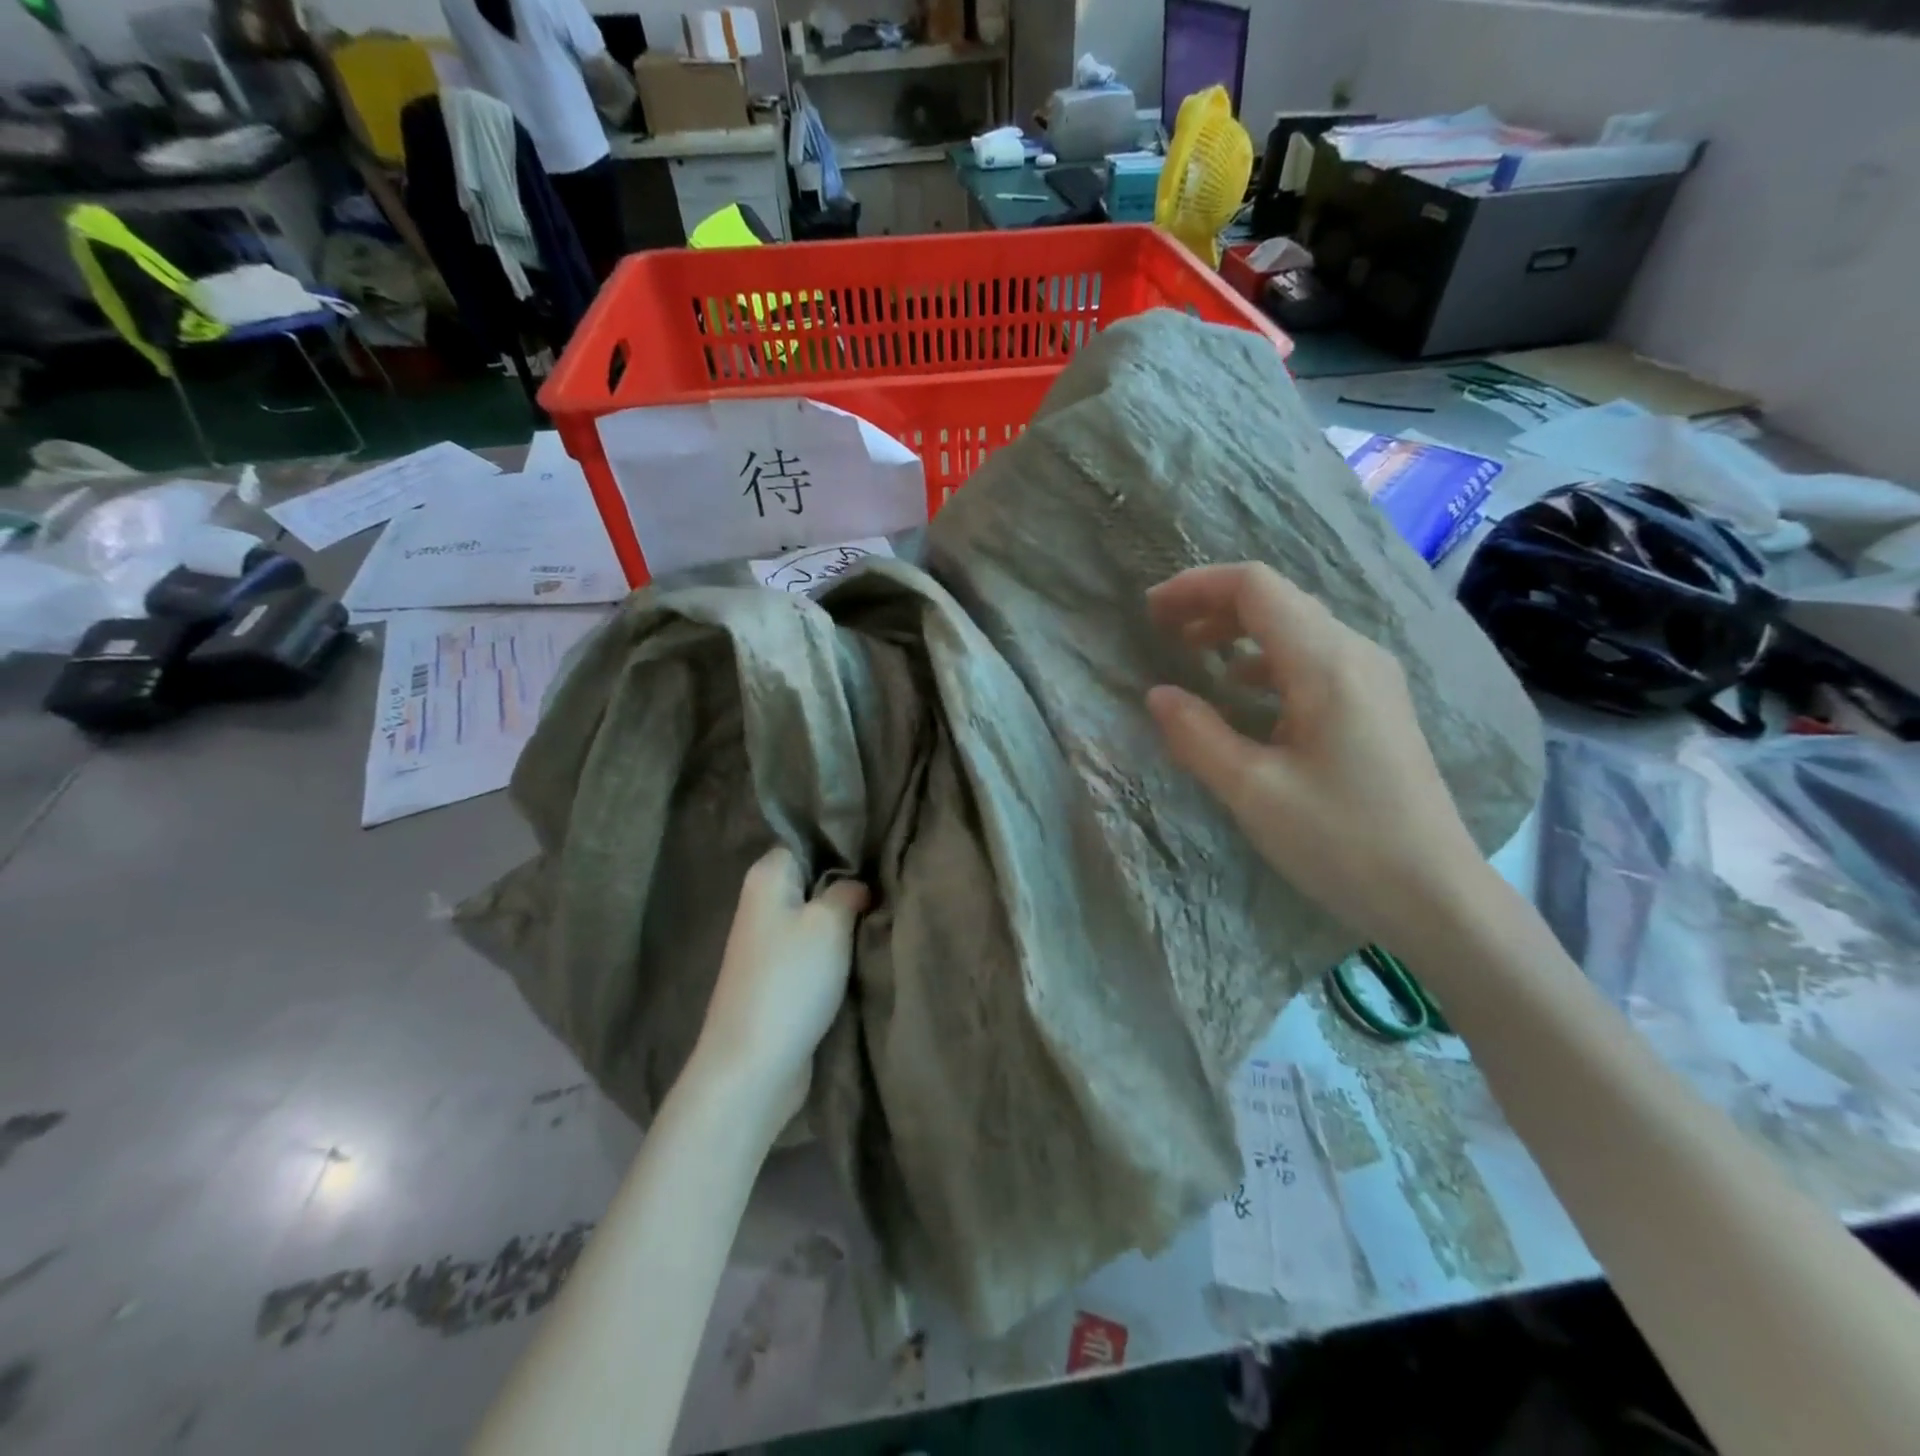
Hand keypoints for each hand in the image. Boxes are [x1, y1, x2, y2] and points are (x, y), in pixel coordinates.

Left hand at [691, 848, 869, 1130]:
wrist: (753, 1064)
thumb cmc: (791, 980)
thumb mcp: (830, 923)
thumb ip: (849, 890)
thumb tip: (859, 884)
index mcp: (767, 876)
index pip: (807, 840)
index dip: (843, 844)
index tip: (881, 852)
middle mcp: (763, 901)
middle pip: (814, 877)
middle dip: (850, 883)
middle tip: (891, 883)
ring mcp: (769, 940)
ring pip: (817, 913)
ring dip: (846, 919)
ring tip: (885, 913)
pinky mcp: (778, 974)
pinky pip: (813, 946)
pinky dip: (836, 948)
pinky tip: (865, 947)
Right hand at [1145, 563, 1487, 954]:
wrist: (1435, 896)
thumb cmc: (1341, 841)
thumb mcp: (1252, 791)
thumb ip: (1197, 735)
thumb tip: (1157, 694)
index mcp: (1326, 664)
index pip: (1256, 588)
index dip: (1196, 587)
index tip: (1150, 610)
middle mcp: (1356, 655)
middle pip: (1277, 600)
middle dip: (1212, 605)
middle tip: (1162, 630)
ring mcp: (1373, 680)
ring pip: (1296, 628)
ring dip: (1238, 631)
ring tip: (1192, 654)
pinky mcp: (1376, 707)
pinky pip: (1312, 660)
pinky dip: (1265, 660)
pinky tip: (1243, 691)